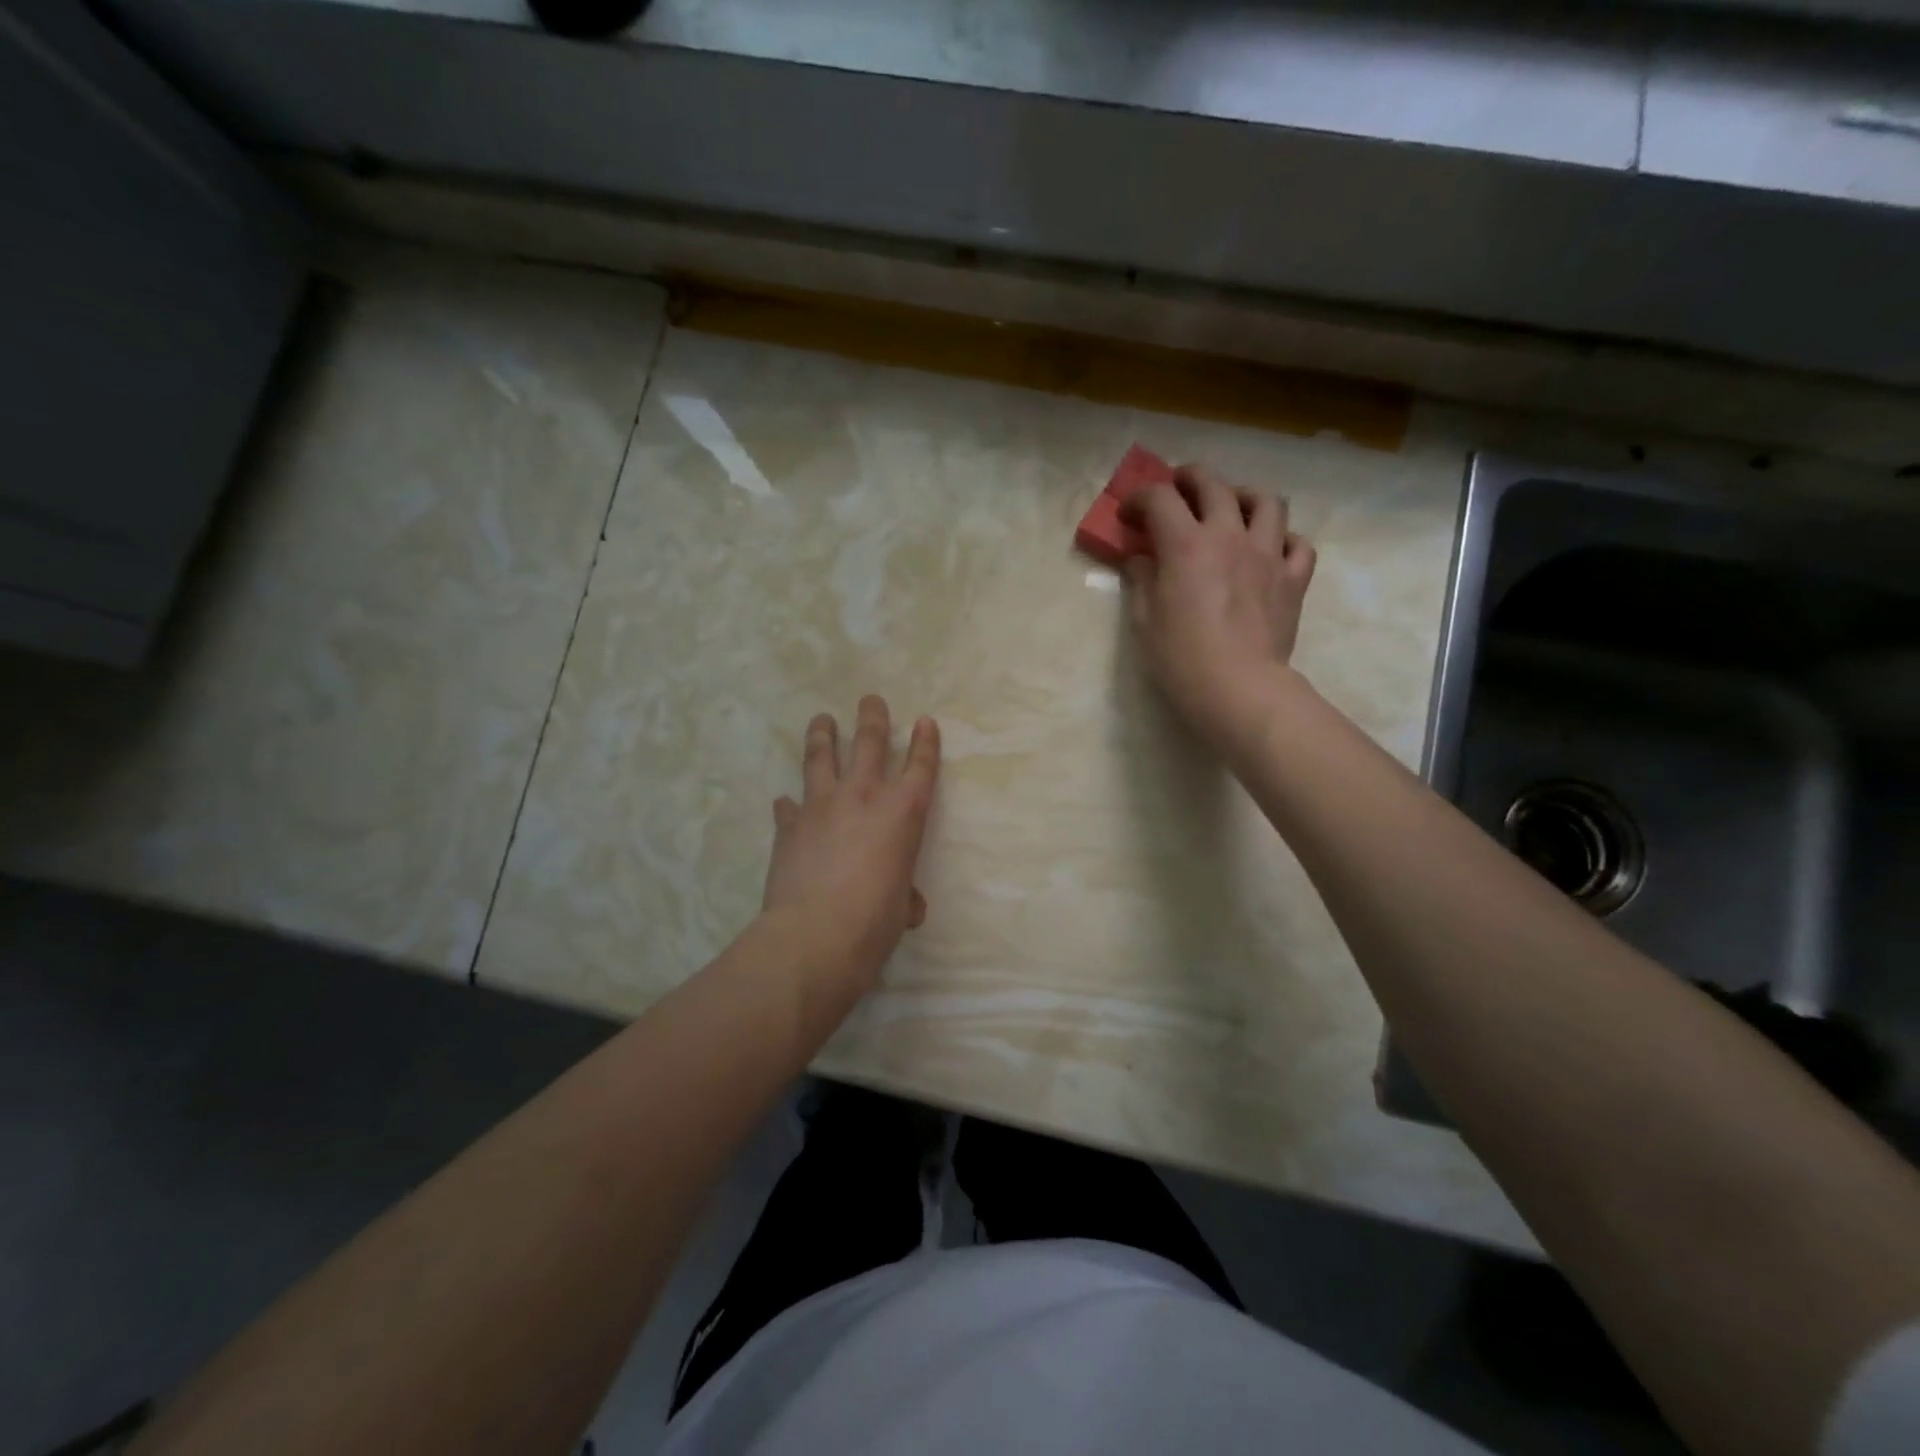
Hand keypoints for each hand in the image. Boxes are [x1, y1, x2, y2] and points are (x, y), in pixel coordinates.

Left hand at [761, 695, 940, 989]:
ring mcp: (821, 805)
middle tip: (870, 699)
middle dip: (873, 717)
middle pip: (869, 743)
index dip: (925, 742)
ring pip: (821, 757)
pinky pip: (789, 805)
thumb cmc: (874, 922)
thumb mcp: (900, 909)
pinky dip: (789, 803)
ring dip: (822, 735)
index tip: (925, 722)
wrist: (815, 935)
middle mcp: (863, 796)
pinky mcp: (789, 825)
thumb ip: (904, 896)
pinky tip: (785, 801)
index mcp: (902, 813)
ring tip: (821, 719)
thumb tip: (906, 907)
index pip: (920, 767)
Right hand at [1122, 465, 1316, 752]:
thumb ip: (1141, 580)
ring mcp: (1268, 554)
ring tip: (1233, 508)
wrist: (1238, 687)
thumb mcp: (1144, 620)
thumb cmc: (1180, 657)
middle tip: (1178, 489)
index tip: (1129, 514)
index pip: (1160, 499)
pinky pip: (1298, 544)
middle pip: (1213, 485)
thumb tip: (1142, 560)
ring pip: (1266, 501)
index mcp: (1186, 544)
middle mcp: (1229, 536)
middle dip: (1189, 480)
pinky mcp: (1293, 579)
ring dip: (1244, 497)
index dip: (1140, 498)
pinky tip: (1270, 550)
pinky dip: (1283, 539)